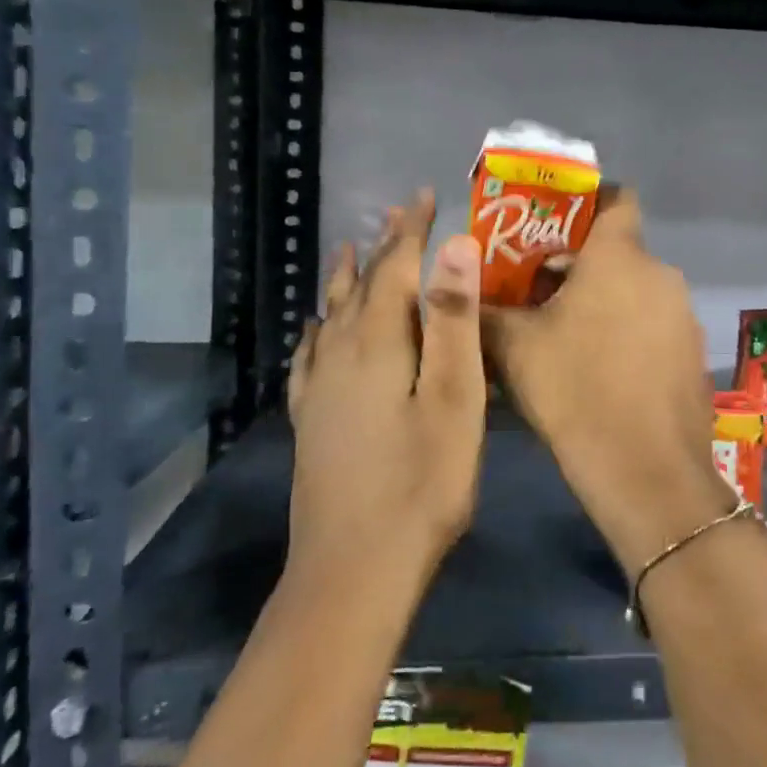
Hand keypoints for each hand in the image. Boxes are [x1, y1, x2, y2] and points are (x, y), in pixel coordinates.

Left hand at [286, 191, 485, 586]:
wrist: (353, 571)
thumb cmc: (421, 484)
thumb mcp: (454, 398)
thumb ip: (452, 320)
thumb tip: (455, 245)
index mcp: (377, 343)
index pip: (396, 268)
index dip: (412, 230)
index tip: (424, 195)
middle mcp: (340, 355)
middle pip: (362, 286)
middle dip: (384, 247)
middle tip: (398, 214)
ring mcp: (319, 390)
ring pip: (332, 316)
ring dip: (346, 279)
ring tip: (349, 250)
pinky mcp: (310, 422)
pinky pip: (310, 356)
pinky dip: (318, 330)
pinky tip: (314, 330)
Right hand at [484, 190, 732, 567]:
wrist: (647, 472)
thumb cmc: (576, 391)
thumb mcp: (513, 347)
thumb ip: (482, 310)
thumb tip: (454, 290)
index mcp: (620, 256)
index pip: (615, 196)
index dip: (585, 199)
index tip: (551, 222)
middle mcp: (660, 274)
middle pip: (617, 249)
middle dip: (578, 262)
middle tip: (535, 289)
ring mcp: (682, 314)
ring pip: (635, 288)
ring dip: (602, 298)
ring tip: (561, 332)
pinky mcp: (691, 352)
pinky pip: (653, 322)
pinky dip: (627, 329)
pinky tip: (599, 368)